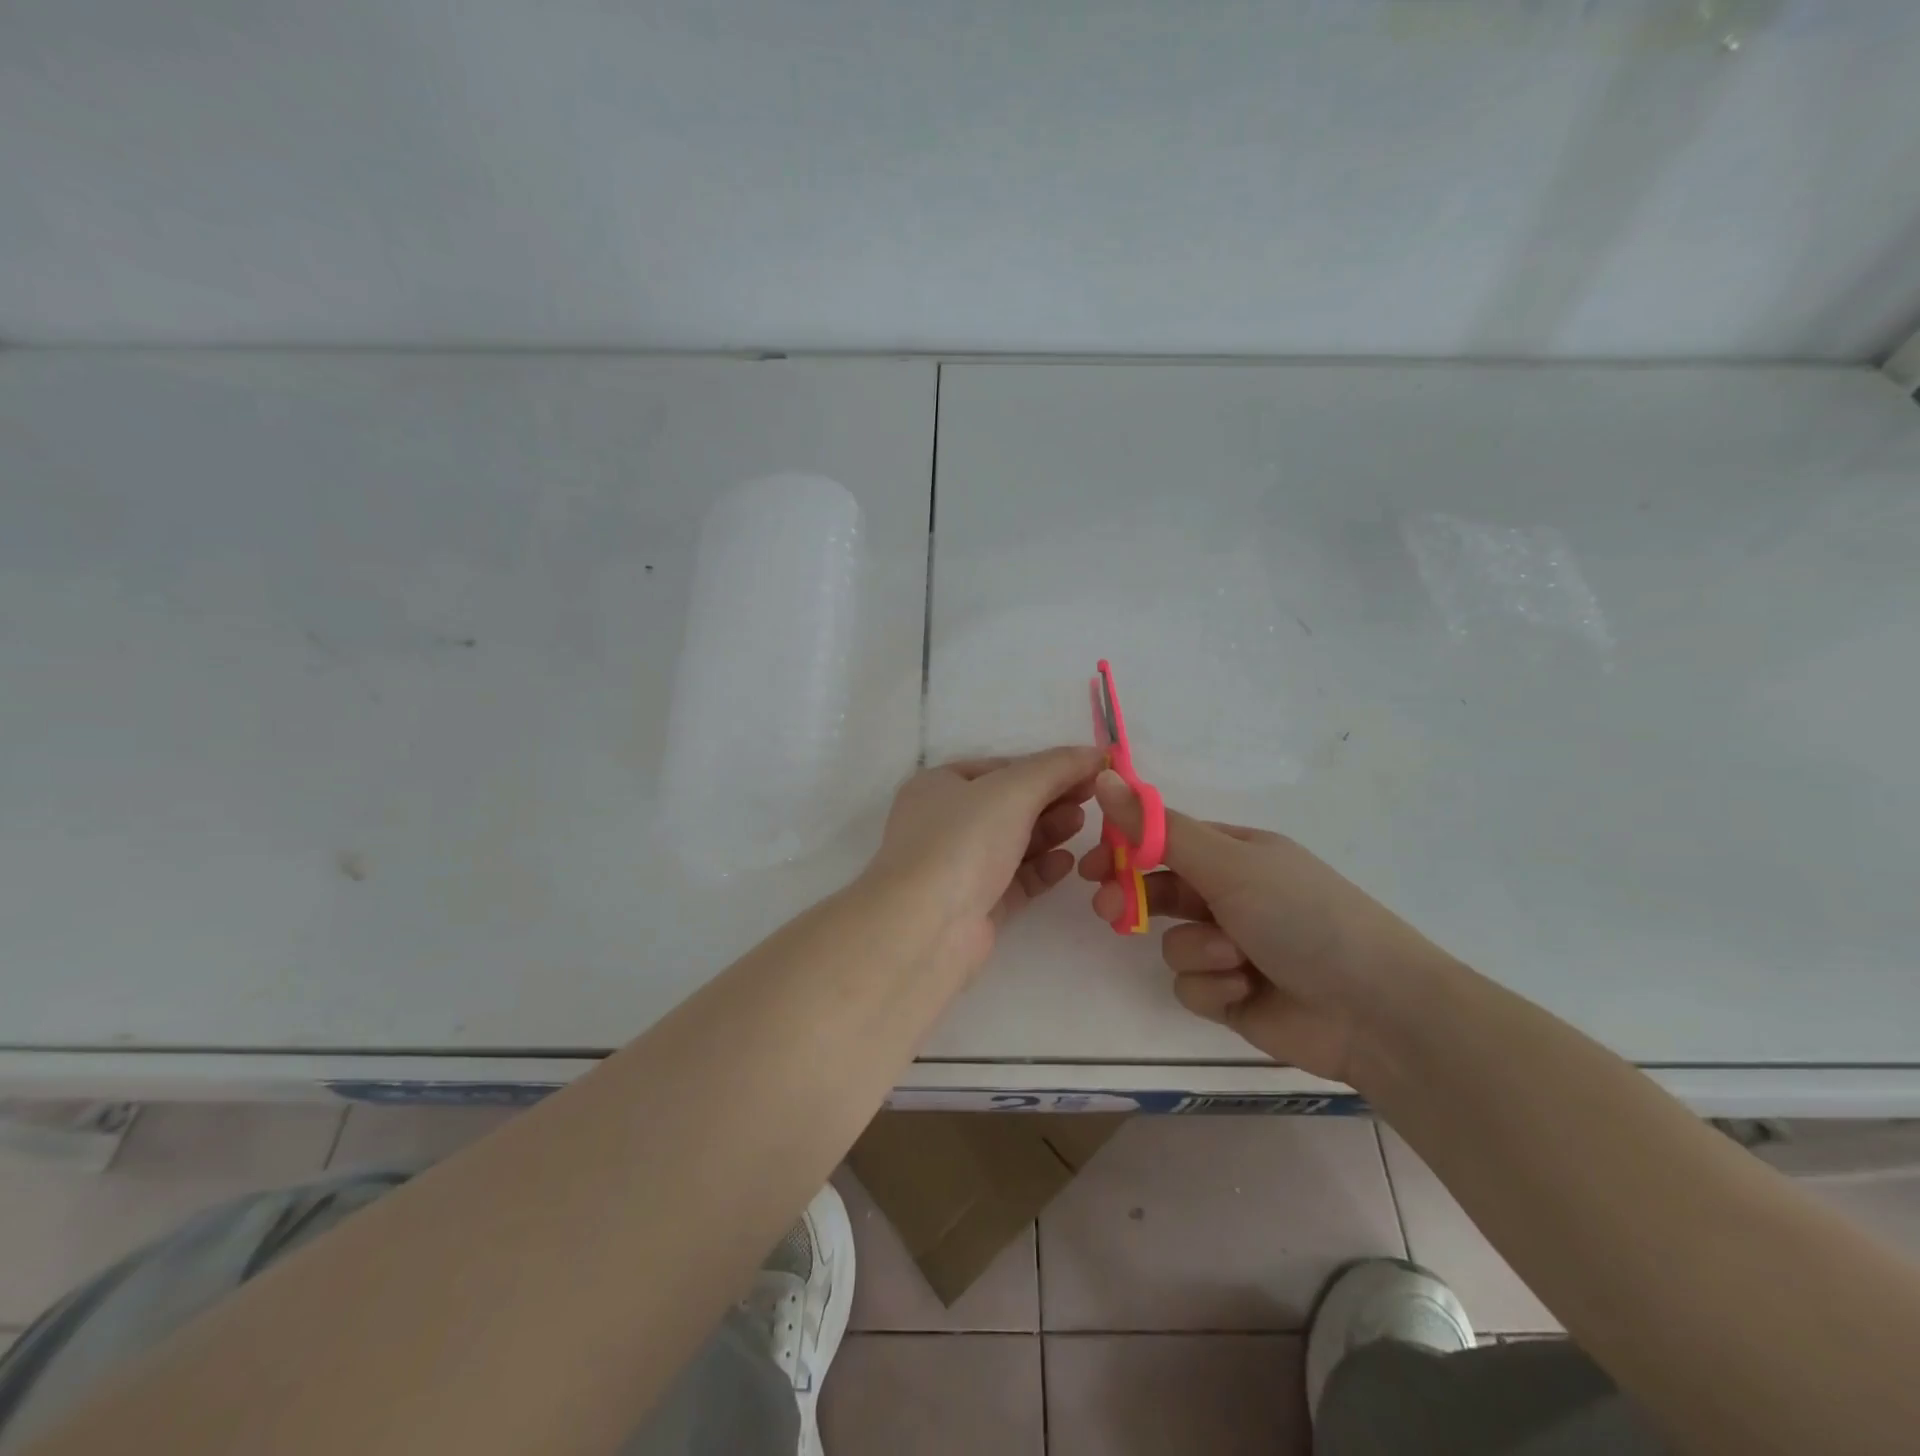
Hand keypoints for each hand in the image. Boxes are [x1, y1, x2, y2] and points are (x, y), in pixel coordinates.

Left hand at [868, 747, 1103, 971]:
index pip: (999, 768)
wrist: (927, 926)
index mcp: (939, 786)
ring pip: (1012, 842)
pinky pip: (1014, 879)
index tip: (1087, 770)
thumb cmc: (963, 841)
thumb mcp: (1012, 790)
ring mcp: (958, 866)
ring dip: (1048, 831)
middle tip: (1092, 798)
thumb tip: (1095, 752)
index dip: (1044, 766)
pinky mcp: (975, 905)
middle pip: (1008, 805)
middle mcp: (944, 823)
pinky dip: (1041, 868)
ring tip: (1081, 824)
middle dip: (1050, 798)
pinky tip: (1067, 863)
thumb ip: (1056, 767)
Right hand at [1078, 772, 1457, 1082]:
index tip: (1091, 864)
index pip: (1165, 840)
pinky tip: (1246, 991)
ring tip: (1235, 961)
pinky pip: (1192, 984)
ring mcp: (1232, 947)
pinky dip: (1214, 987)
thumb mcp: (1229, 865)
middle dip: (1136, 900)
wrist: (1375, 1011)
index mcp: (1236, 854)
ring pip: (1174, 942)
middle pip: (1160, 890)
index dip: (1125, 849)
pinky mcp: (1232, 995)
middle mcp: (1233, 895)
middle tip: (1109, 909)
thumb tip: (1106, 778)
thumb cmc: (1302, 917)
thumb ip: (1160, 830)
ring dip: (1198, 951)